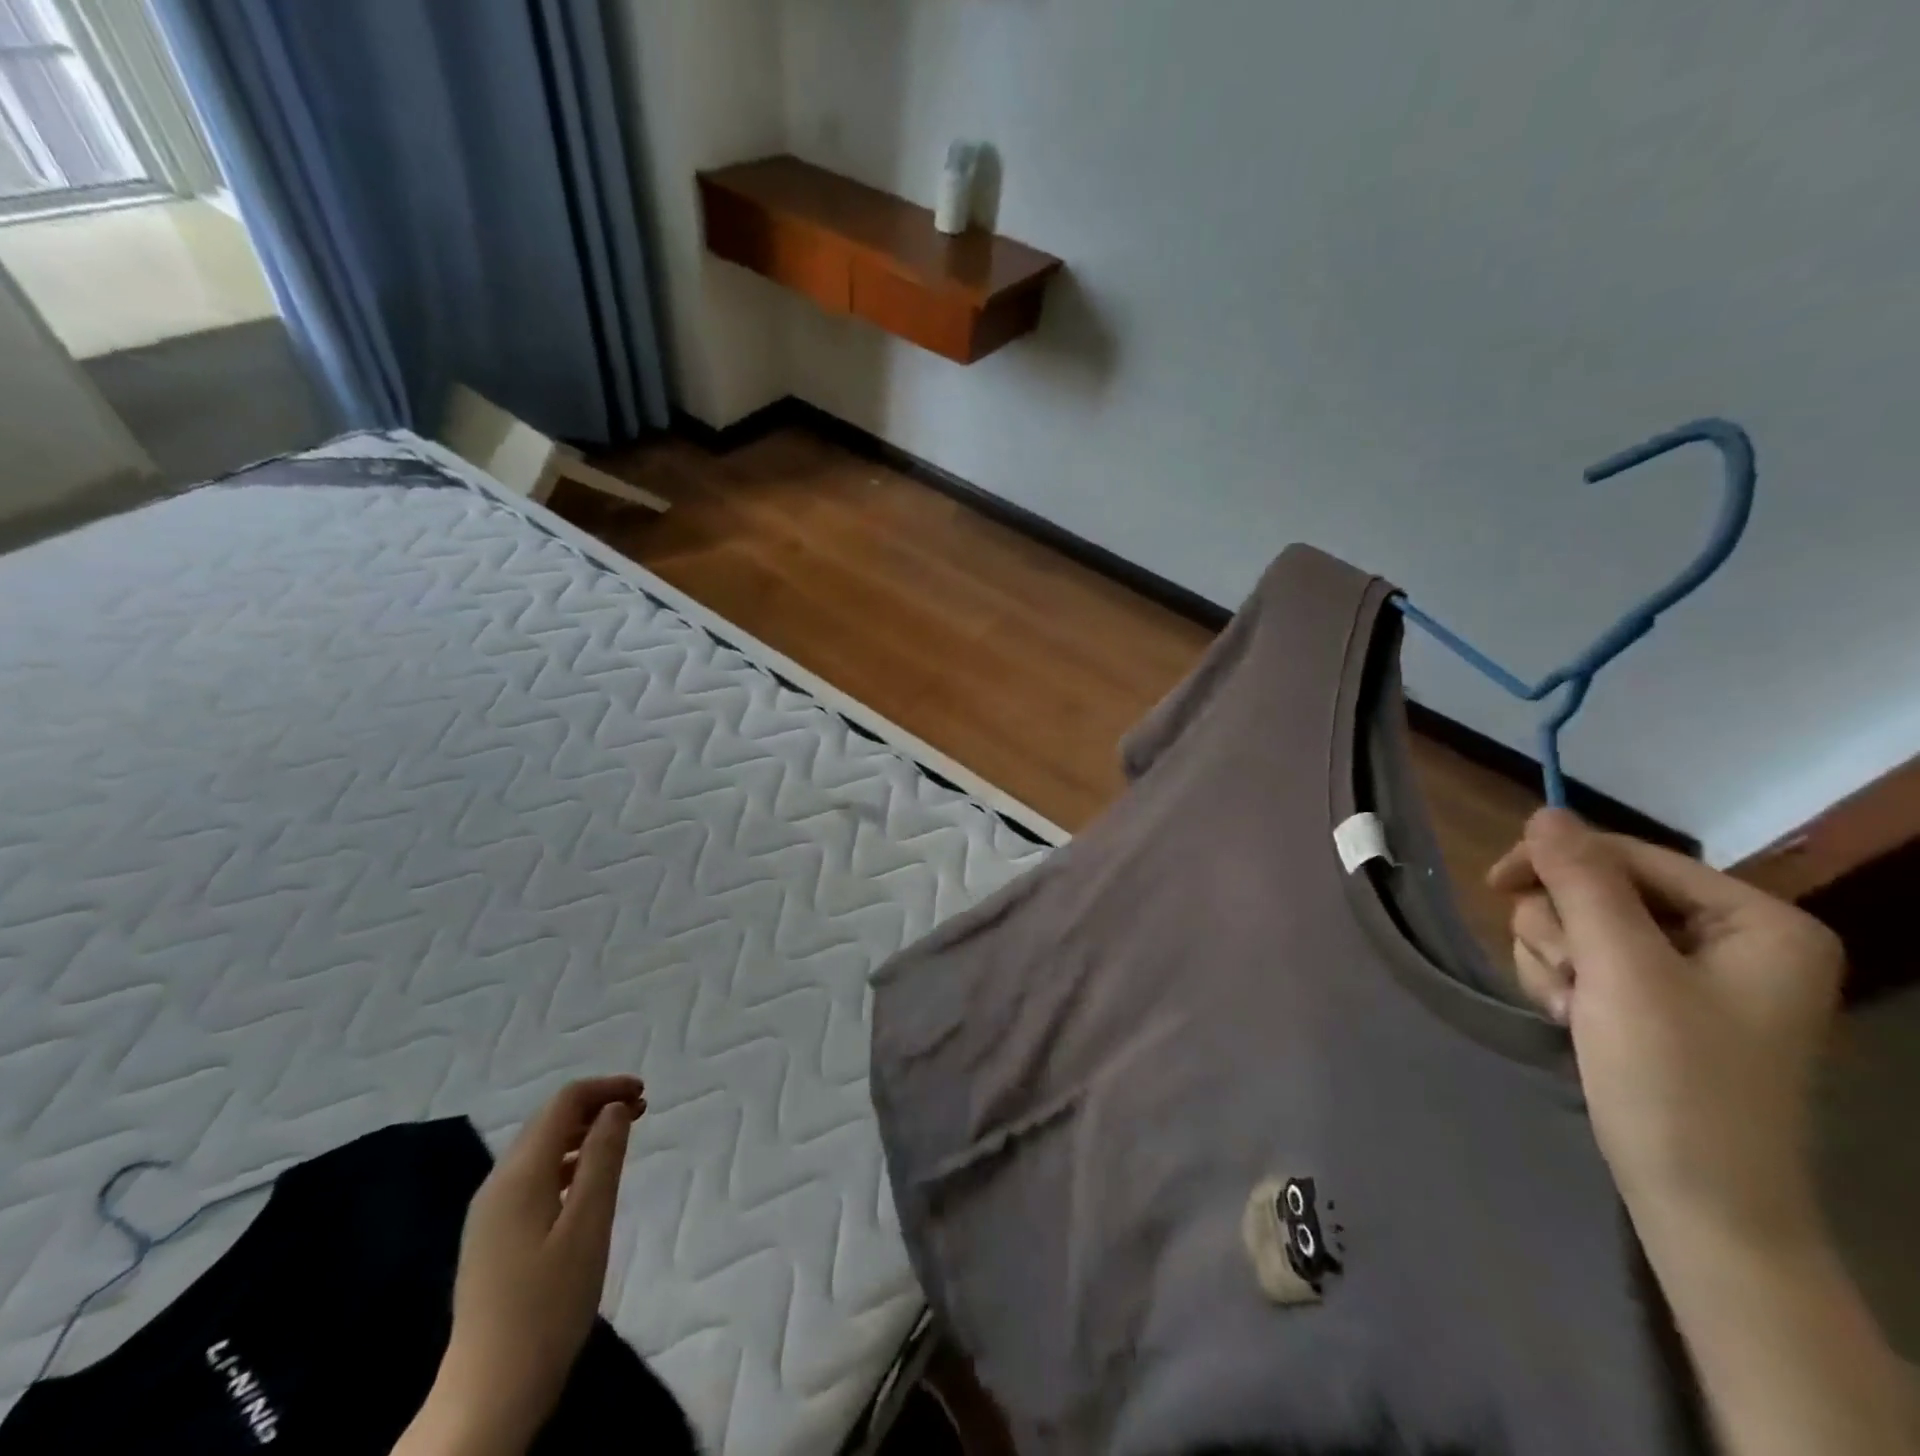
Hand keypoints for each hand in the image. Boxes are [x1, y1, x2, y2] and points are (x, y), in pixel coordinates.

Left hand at [396, 1077, 643, 1455]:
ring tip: (623, 1139)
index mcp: (519, 1175)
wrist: (490, 1393)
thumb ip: (603, 1158)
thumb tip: (615, 1108)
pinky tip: (589, 1182)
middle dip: (596, 1106)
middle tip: (642, 1111)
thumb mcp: (589, 1224)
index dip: (605, 1088)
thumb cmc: (549, 1303)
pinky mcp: (493, 1238)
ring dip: (583, 1133)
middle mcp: (497, 1184)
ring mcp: (490, 1213)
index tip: (645, 1094)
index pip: (563, 1103)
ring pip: (541, 1149)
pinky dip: (567, 1162)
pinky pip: (533, 1177)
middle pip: (549, 1121)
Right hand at [1487, 810, 1843, 1252]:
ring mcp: (1692, 973)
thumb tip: (1546, 811)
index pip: (1629, 856)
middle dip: (1562, 933)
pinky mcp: (1656, 1002)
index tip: (1492, 885)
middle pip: (1598, 890)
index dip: (1557, 863)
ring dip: (1555, 962)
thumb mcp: (1622, 971)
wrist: (1699, 1204)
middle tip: (1569, 982)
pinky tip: (1573, 1022)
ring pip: (1579, 925)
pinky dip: (1562, 984)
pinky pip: (1583, 960)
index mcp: (1756, 921)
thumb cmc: (1675, 1082)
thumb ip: (1583, 884)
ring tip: (1572, 1012)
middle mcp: (1731, 938)